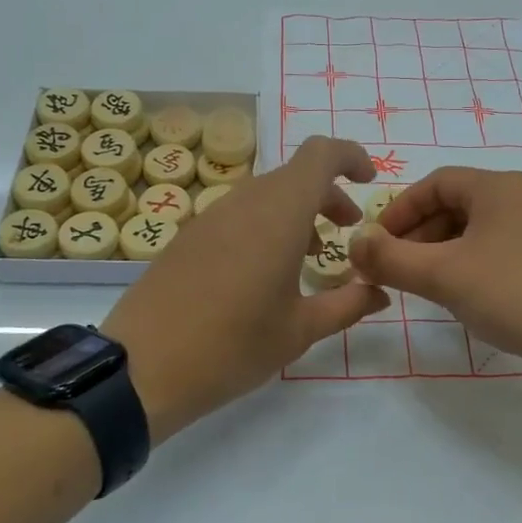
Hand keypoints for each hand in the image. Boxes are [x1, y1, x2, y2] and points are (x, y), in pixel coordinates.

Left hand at [103, 137, 387, 442]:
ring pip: (265, 195)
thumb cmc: (233, 346)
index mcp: (279, 214)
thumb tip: (378, 292)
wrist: (143, 367)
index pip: (320, 155)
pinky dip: (265, 225)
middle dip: (327, 195)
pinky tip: (264, 272)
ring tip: (309, 256)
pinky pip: (238, 214)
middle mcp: (244, 202)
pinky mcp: (188, 236)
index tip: (369, 181)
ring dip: (295, 212)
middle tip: (346, 230)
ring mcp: (210, 216)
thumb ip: (347, 304)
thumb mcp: (300, 331)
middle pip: (294, 176)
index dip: (350, 156)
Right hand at [349, 168, 521, 378]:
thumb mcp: (444, 276)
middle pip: (458, 205)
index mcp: (499, 187)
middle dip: (420, 235)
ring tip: (427, 286)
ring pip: (481, 230)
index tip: (376, 243)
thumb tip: (353, 242)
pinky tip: (469, 296)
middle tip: (397, 269)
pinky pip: (504, 248)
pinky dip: (475, 264)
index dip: (399, 211)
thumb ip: (391, 258)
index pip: (435, 183)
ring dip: (445, 252)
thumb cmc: (516, 294)